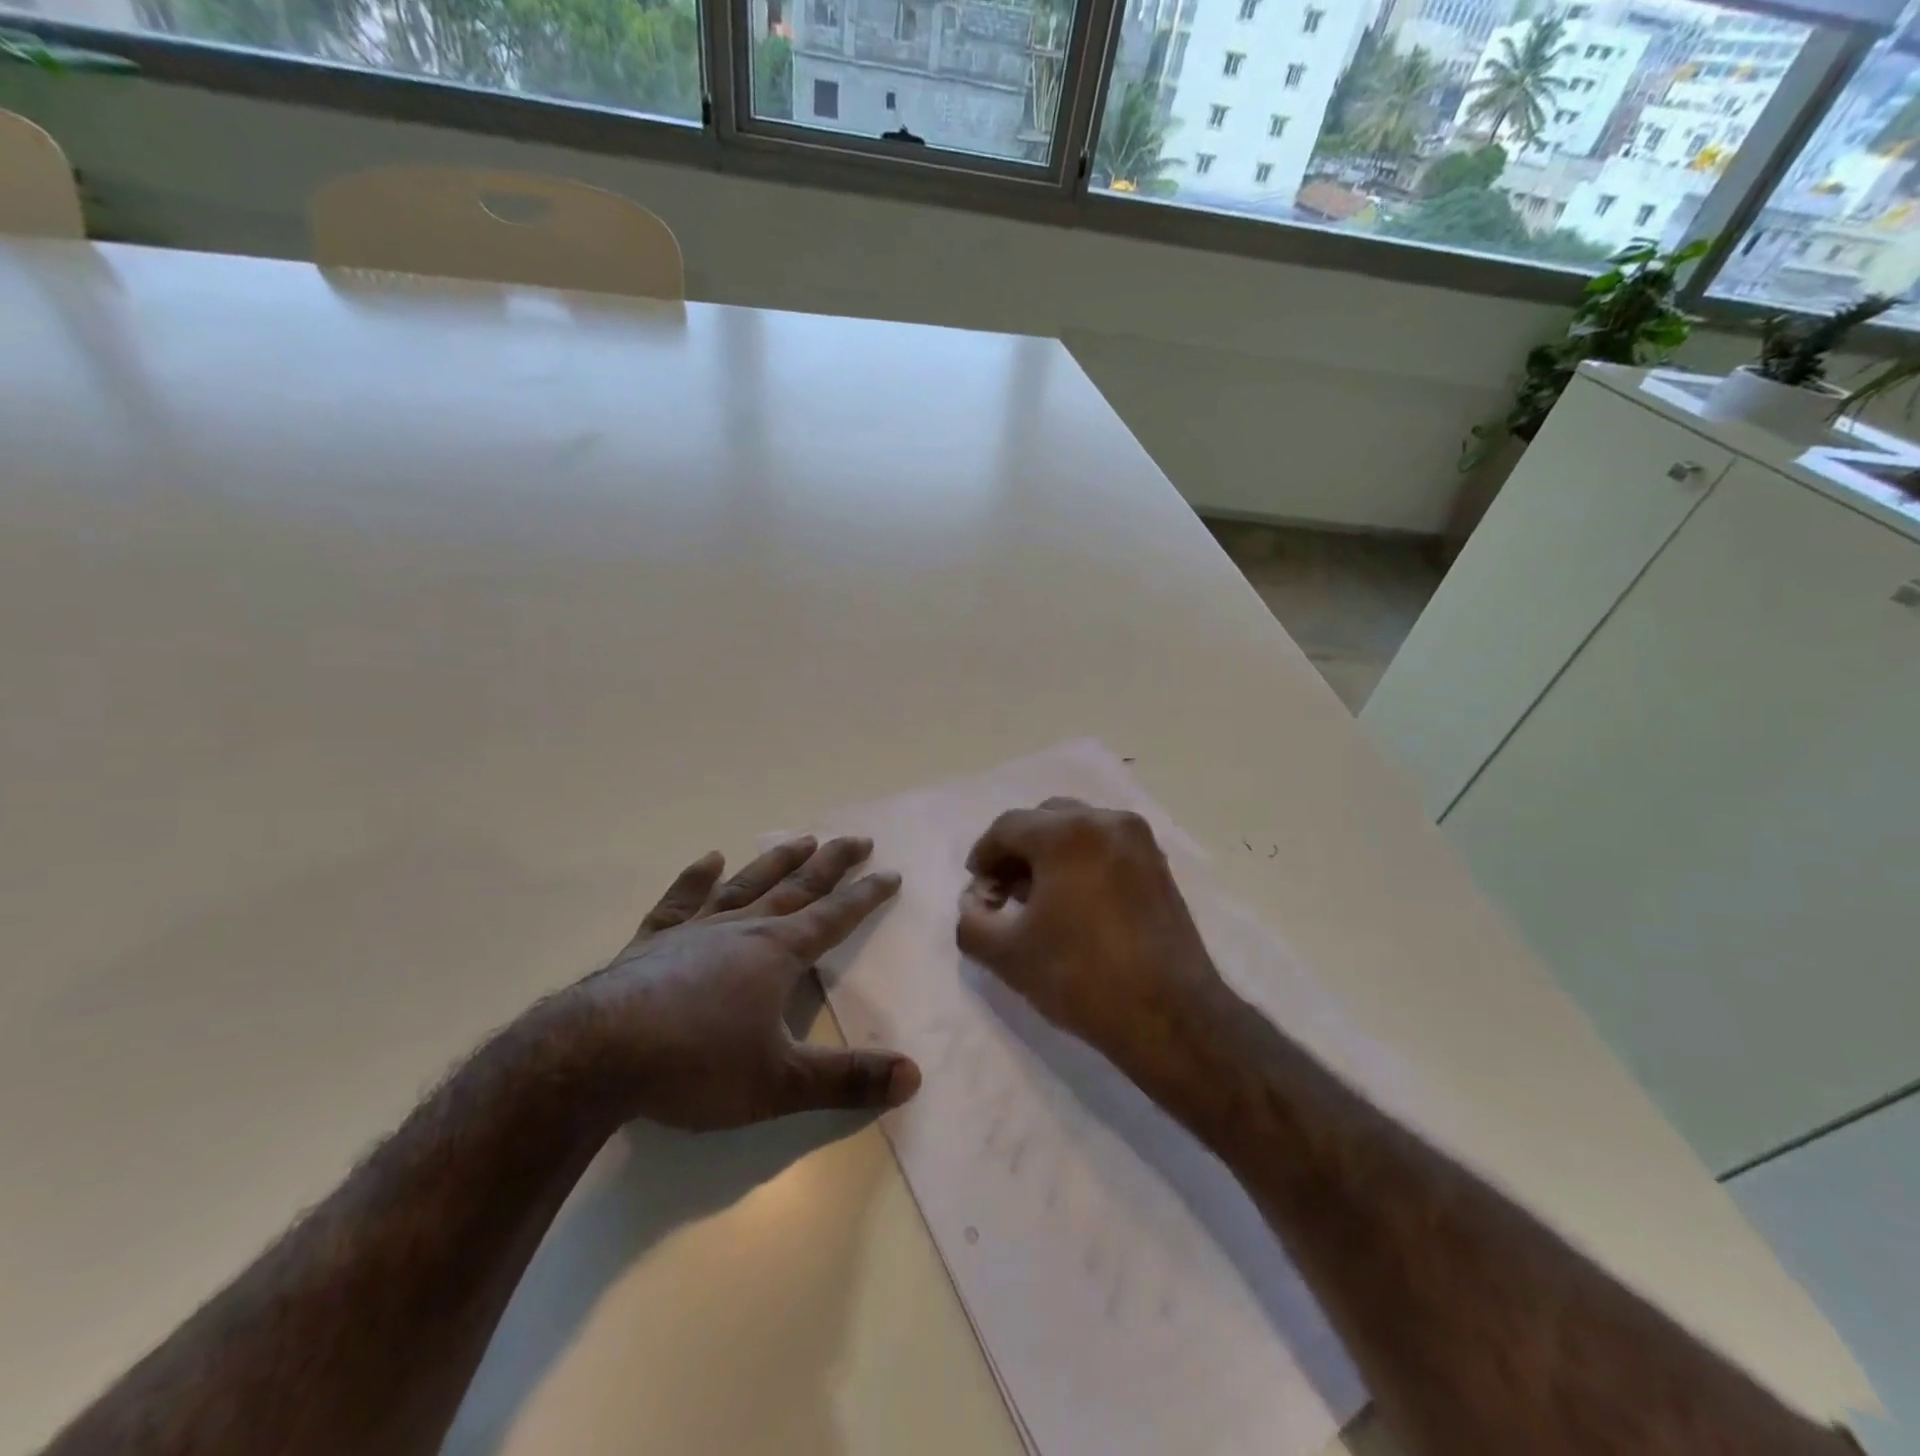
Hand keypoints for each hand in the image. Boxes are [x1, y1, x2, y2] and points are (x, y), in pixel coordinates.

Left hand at [561, 835, 920, 1131]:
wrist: (597, 1056)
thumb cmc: (697, 1065)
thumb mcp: (781, 1082)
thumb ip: (849, 1080)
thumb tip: (915, 1076)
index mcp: (778, 954)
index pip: (835, 917)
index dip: (867, 896)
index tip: (891, 872)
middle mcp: (743, 930)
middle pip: (798, 887)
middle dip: (832, 864)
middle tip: (858, 838)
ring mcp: (695, 932)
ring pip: (747, 885)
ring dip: (777, 862)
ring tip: (802, 839)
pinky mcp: (652, 943)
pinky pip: (679, 903)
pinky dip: (694, 880)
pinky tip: (707, 859)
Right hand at [956, 798, 1231, 1096]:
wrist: (1169, 1014)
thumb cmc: (1081, 977)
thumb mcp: (1008, 955)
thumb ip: (972, 922)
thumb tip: (973, 905)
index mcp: (1066, 833)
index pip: (1007, 828)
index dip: (984, 856)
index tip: (978, 890)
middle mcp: (1105, 821)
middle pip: (1043, 819)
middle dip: (1017, 851)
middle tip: (1005, 892)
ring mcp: (1138, 840)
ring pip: (1078, 829)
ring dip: (1049, 853)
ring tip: (1039, 898)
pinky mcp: (1158, 864)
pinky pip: (1106, 846)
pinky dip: (1081, 860)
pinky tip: (1075, 902)